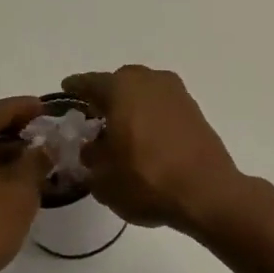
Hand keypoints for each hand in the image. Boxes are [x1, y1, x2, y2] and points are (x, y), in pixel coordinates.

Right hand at [61, 66, 245, 231]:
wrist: (207, 192)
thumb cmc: (147, 180)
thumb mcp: (103, 177)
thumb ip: (91, 156)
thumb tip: (92, 146)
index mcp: (122, 89)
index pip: (89, 83)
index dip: (75, 88)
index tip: (66, 89)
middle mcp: (150, 81)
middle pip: (121, 81)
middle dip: (107, 95)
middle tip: (94, 115)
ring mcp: (176, 93)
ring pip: (145, 90)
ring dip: (131, 104)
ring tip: (121, 128)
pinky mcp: (194, 109)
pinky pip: (163, 104)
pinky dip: (151, 113)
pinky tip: (146, 135)